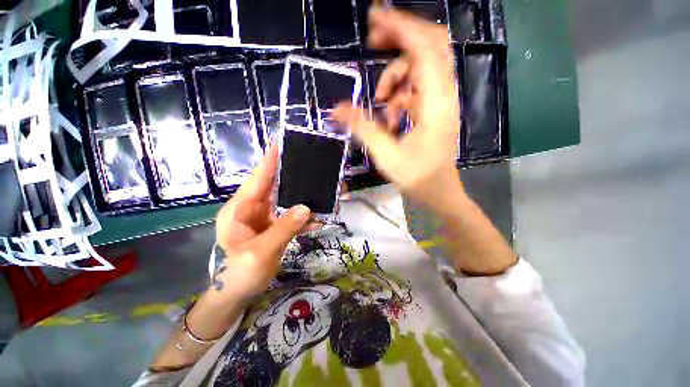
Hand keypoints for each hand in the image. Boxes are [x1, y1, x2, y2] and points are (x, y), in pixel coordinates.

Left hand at [213, 146, 310, 301]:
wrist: (237, 295)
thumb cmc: (238, 274)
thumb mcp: (259, 252)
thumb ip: (283, 229)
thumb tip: (307, 208)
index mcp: (240, 209)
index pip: (257, 180)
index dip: (269, 162)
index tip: (281, 144)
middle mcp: (253, 209)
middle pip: (275, 187)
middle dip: (292, 177)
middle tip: (310, 165)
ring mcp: (265, 218)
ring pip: (287, 202)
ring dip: (303, 199)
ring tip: (322, 190)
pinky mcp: (275, 227)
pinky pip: (291, 217)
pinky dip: (304, 218)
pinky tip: (319, 219)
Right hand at [333, 8, 462, 212]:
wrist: (439, 191)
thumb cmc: (417, 177)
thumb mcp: (386, 154)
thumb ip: (362, 128)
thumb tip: (336, 109)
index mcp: (436, 102)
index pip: (424, 48)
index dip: (400, 28)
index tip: (373, 20)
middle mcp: (443, 94)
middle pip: (428, 46)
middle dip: (398, 39)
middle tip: (372, 42)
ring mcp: (440, 100)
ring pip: (419, 67)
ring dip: (396, 77)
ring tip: (381, 104)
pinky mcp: (434, 109)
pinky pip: (416, 87)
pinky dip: (400, 93)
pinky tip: (391, 116)